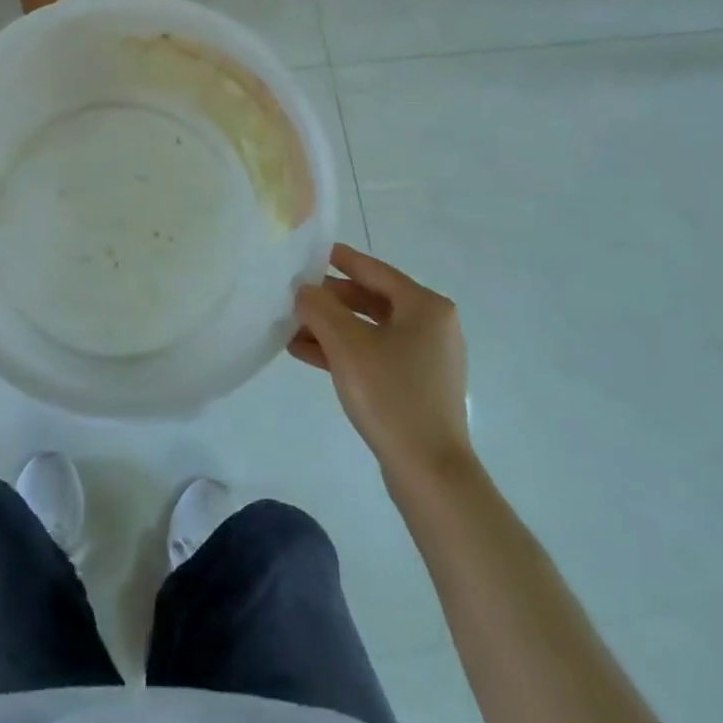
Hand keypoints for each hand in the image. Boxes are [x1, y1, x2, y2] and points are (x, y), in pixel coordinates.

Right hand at [290, 243, 471, 480]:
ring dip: (330, 328)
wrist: (429, 471)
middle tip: (293, 295)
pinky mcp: (416, 386)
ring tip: (290, 328)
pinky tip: (305, 353)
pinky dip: (344, 351)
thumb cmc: (390, 394)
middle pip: (371, 300)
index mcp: (425, 306)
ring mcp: (426, 358)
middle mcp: (432, 326)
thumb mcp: (346, 344)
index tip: (310, 252)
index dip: (340, 259)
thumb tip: (304, 290)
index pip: (374, 270)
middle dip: (330, 300)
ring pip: (369, 330)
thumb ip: (319, 308)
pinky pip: (374, 355)